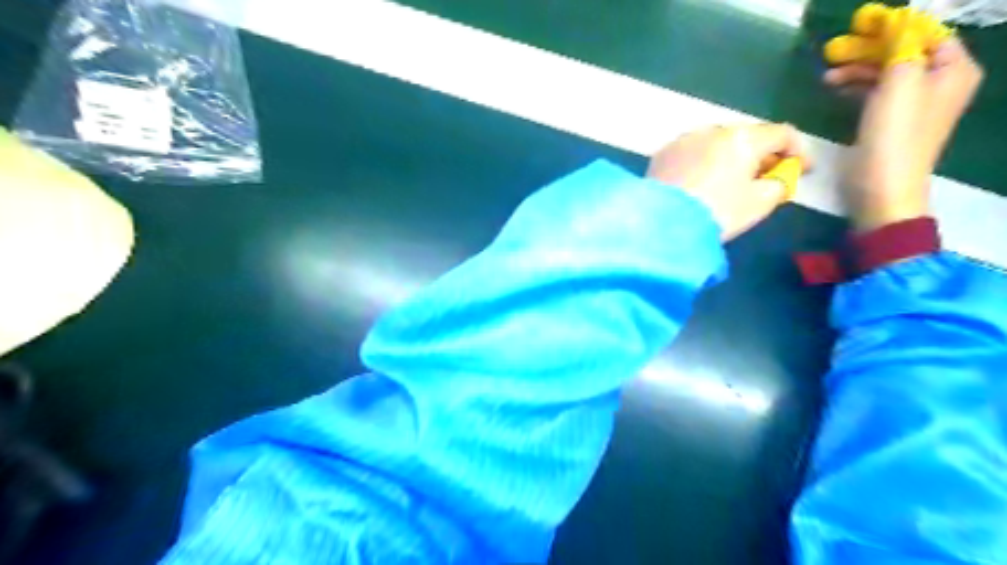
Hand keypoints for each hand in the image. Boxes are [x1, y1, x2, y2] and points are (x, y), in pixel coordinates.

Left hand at [645, 124, 807, 240]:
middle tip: (768, 175)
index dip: (799, 151)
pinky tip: (702, 181)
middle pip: (747, 136)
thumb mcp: (759, 204)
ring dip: (730, 157)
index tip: (803, 170)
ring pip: (716, 143)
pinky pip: (692, 153)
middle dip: (761, 154)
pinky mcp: (662, 154)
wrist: (661, 223)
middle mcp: (712, 130)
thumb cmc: (717, 213)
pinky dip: (704, 162)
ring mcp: (684, 140)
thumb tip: (777, 178)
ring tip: (733, 180)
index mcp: (742, 138)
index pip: (782, 133)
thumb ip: (779, 185)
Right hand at [825, 37, 983, 230]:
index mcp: (953, 70)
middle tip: (835, 49)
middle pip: (903, 52)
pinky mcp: (890, 122)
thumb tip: (898, 21)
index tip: (861, 24)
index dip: (895, 26)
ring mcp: (913, 104)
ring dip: (857, 70)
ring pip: (885, 73)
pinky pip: (875, 93)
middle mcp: (939, 83)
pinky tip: (834, 88)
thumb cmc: (895, 134)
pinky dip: (856, 87)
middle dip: (869, 49)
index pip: (926, 33)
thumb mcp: (899, 82)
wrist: (882, 186)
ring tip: (827, 75)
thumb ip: (901, 46)